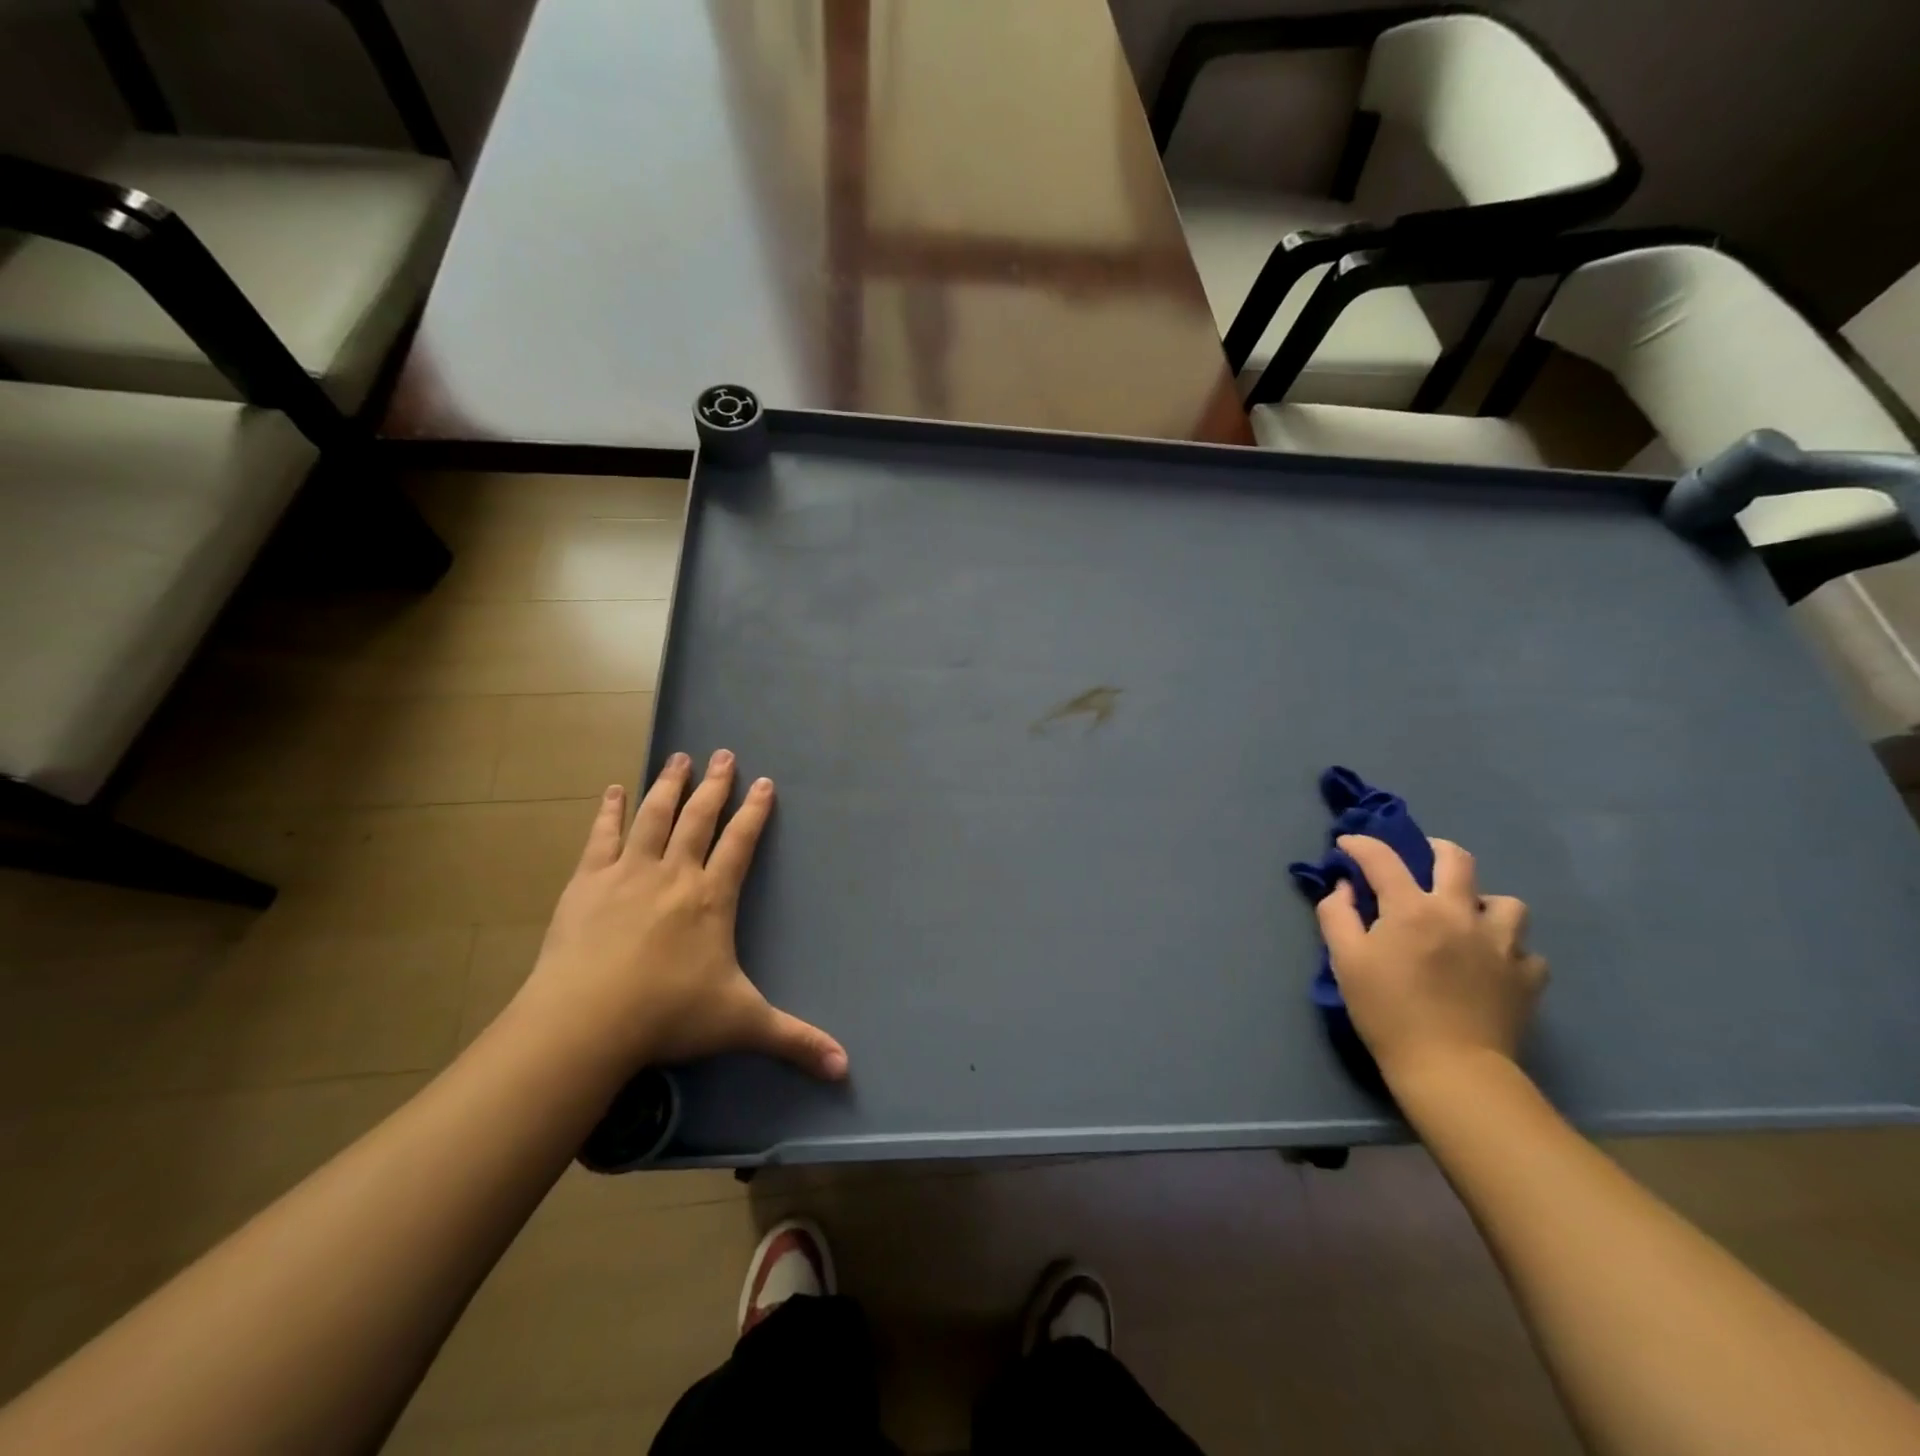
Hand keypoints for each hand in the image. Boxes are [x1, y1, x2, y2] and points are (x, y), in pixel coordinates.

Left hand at [508, 751, 848, 1083]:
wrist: (587, 1020)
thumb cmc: (669, 1015)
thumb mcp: (741, 1024)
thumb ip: (794, 1040)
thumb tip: (845, 1068)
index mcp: (712, 898)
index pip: (740, 843)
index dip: (754, 811)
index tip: (764, 782)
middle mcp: (675, 873)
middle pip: (698, 817)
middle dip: (714, 784)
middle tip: (722, 752)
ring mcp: (629, 872)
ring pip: (654, 815)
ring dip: (668, 784)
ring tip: (678, 756)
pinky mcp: (588, 882)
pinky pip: (602, 836)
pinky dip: (609, 810)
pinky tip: (612, 790)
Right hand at [1316, 835, 1546, 1083]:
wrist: (1452, 1070)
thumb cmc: (1388, 1012)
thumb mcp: (1346, 961)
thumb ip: (1337, 915)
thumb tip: (1344, 887)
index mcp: (1412, 908)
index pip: (1382, 858)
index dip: (1360, 845)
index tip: (1346, 845)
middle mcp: (1460, 913)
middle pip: (1456, 859)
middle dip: (1433, 849)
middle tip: (1419, 860)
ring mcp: (1502, 943)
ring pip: (1504, 901)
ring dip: (1481, 903)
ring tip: (1466, 920)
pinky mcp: (1527, 976)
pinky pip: (1524, 949)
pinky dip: (1507, 950)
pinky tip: (1490, 963)